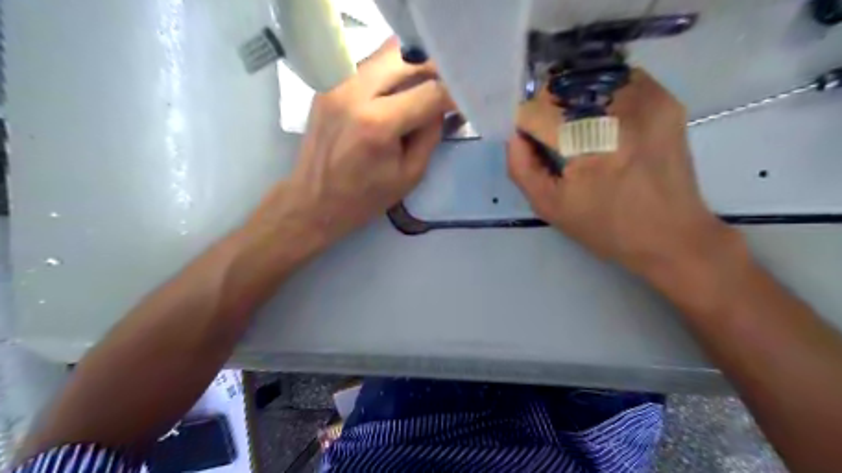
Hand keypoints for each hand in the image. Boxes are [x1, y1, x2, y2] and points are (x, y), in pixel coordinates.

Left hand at [261, 36, 453, 246]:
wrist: (313, 201)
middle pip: (408, 57)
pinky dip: (390, 74)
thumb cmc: (364, 198)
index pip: (430, 91)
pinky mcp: (328, 84)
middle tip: (444, 92)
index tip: (464, 102)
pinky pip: (369, 65)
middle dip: (433, 71)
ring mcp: (337, 84)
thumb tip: (442, 105)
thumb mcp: (410, 175)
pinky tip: (395, 95)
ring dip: (411, 69)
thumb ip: (431, 135)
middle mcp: (354, 93)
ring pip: (387, 54)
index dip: (454, 94)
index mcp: (378, 124)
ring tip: (421, 93)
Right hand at [505, 70, 738, 279]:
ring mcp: (648, 98)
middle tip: (551, 139)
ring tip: (577, 132)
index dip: (524, 124)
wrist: (672, 235)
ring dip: (571, 101)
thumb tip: (515, 135)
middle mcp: (621, 109)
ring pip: (587, 80)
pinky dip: (599, 96)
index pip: (536, 111)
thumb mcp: (550, 206)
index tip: (528, 142)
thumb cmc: (606, 227)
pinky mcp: (664, 99)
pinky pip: (617, 81)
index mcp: (590, 143)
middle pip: (562, 88)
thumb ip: (521, 167)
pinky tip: (601, 124)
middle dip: (546, 110)